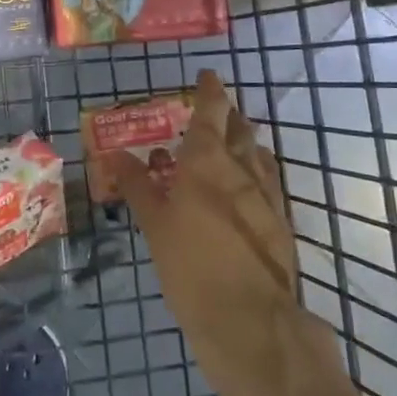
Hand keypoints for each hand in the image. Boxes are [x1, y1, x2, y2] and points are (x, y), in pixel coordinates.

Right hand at [109, 71, 311, 395]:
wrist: (250, 321)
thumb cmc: (191, 267)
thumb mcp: (154, 226)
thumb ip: (138, 186)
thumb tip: (114, 154)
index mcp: (207, 161)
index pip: (211, 112)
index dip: (211, 91)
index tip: (208, 74)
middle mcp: (241, 169)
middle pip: (239, 129)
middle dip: (229, 115)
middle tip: (215, 111)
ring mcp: (267, 195)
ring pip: (258, 154)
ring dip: (245, 143)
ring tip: (231, 143)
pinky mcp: (281, 222)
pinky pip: (269, 182)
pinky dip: (257, 172)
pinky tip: (249, 185)